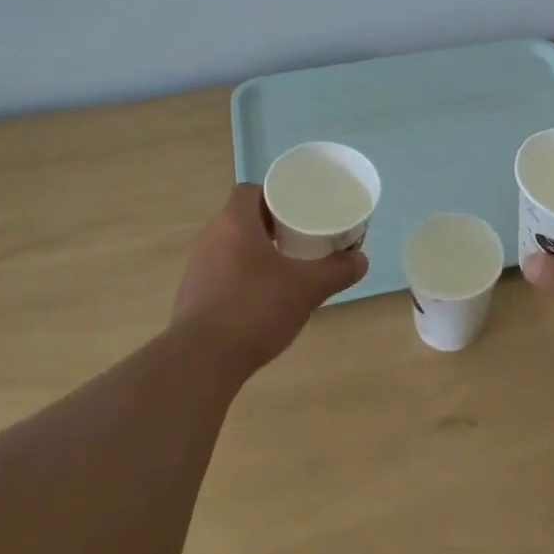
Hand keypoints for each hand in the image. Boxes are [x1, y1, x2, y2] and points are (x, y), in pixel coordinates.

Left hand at [171, 184, 368, 374]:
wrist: (201, 361)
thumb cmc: (255, 309)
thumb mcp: (306, 289)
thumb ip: (336, 272)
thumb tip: (361, 260)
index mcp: (235, 223)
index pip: (249, 191)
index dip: (272, 196)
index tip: (295, 210)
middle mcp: (211, 239)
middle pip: (241, 218)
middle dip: (269, 226)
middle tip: (298, 238)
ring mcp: (197, 268)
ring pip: (230, 247)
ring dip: (254, 252)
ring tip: (283, 268)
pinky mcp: (192, 296)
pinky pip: (221, 274)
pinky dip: (241, 278)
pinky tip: (260, 299)